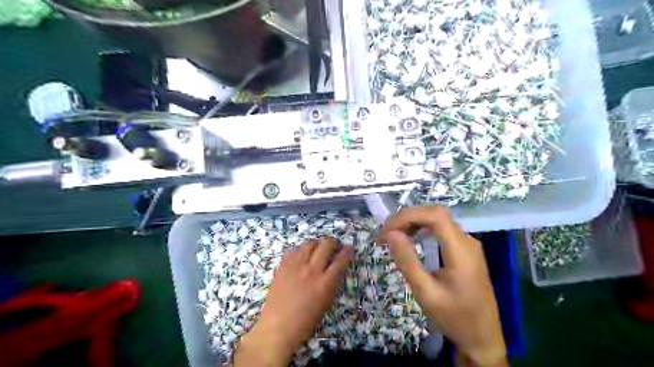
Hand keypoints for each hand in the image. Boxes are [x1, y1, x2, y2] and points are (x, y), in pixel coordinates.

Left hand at [231, 237, 352, 364]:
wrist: (277, 327)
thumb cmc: (305, 322)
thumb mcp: (325, 304)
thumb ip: (331, 284)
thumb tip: (334, 270)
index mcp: (325, 283)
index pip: (340, 260)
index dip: (347, 251)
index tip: (349, 248)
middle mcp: (312, 270)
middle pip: (326, 245)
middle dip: (333, 243)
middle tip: (334, 246)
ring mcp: (296, 266)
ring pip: (310, 243)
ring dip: (317, 243)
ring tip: (318, 248)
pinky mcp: (283, 266)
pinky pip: (294, 250)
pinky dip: (302, 249)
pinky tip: (303, 254)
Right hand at [381, 205, 507, 365]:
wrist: (483, 337)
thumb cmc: (454, 318)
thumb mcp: (426, 293)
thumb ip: (408, 261)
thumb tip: (391, 234)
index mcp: (461, 251)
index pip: (435, 215)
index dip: (409, 215)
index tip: (387, 230)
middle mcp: (467, 241)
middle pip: (435, 214)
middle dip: (407, 218)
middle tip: (385, 234)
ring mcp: (468, 244)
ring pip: (438, 219)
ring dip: (413, 222)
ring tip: (393, 235)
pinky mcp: (464, 249)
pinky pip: (441, 229)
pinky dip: (422, 228)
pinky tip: (410, 237)